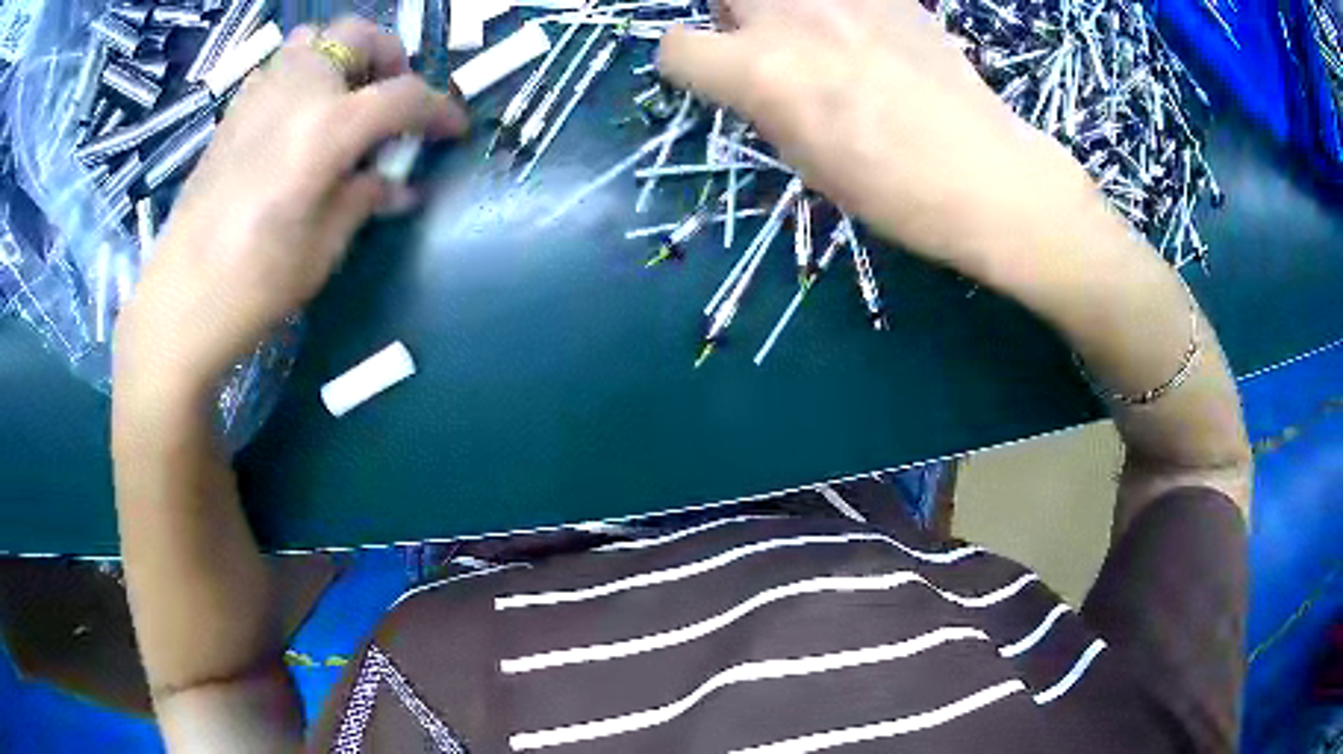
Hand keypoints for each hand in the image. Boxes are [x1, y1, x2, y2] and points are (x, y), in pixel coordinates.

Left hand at [114, 18, 467, 406]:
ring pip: (315, 40)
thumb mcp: (325, 246)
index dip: (439, 109)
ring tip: (344, 102)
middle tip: (392, 101)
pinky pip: (280, 66)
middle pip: (358, 36)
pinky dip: (304, 75)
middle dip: (389, 58)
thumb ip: (365, 198)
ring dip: (342, 59)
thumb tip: (399, 185)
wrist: (181, 302)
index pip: (403, 96)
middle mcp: (296, 91)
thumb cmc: (256, 284)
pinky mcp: (233, 112)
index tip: (455, 128)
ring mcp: (259, 95)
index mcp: (327, 126)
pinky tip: (299, 119)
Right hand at [658, 0, 1107, 276]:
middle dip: (732, 17)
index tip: (710, 79)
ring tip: (820, 36)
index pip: (677, 49)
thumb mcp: (804, 159)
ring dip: (783, 7)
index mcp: (759, 72)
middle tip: (764, 44)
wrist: (986, 175)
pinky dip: (842, 8)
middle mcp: (789, 18)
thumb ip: (763, 102)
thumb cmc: (892, 191)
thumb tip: (753, 76)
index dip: (688, 67)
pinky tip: (870, 34)